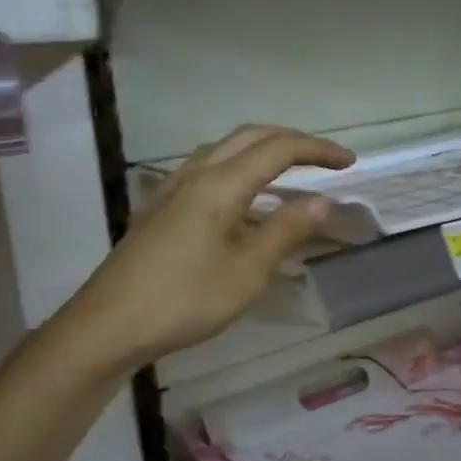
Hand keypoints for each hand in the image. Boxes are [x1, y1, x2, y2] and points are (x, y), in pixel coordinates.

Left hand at [65, 125, 354, 368]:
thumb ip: (286, 230)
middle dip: (291, 141)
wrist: (110, 324)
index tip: (350, 163)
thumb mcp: (248, 271)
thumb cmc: (185, 300)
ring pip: (224, 150)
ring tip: (288, 173)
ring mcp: (172, 188)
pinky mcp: (160, 208)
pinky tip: (241, 199)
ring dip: (261, 151)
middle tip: (324, 160)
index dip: (318, 150)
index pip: (279, 149)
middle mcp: (195, 174)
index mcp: (220, 184)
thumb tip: (322, 200)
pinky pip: (206, 170)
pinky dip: (237, 169)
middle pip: (250, 137)